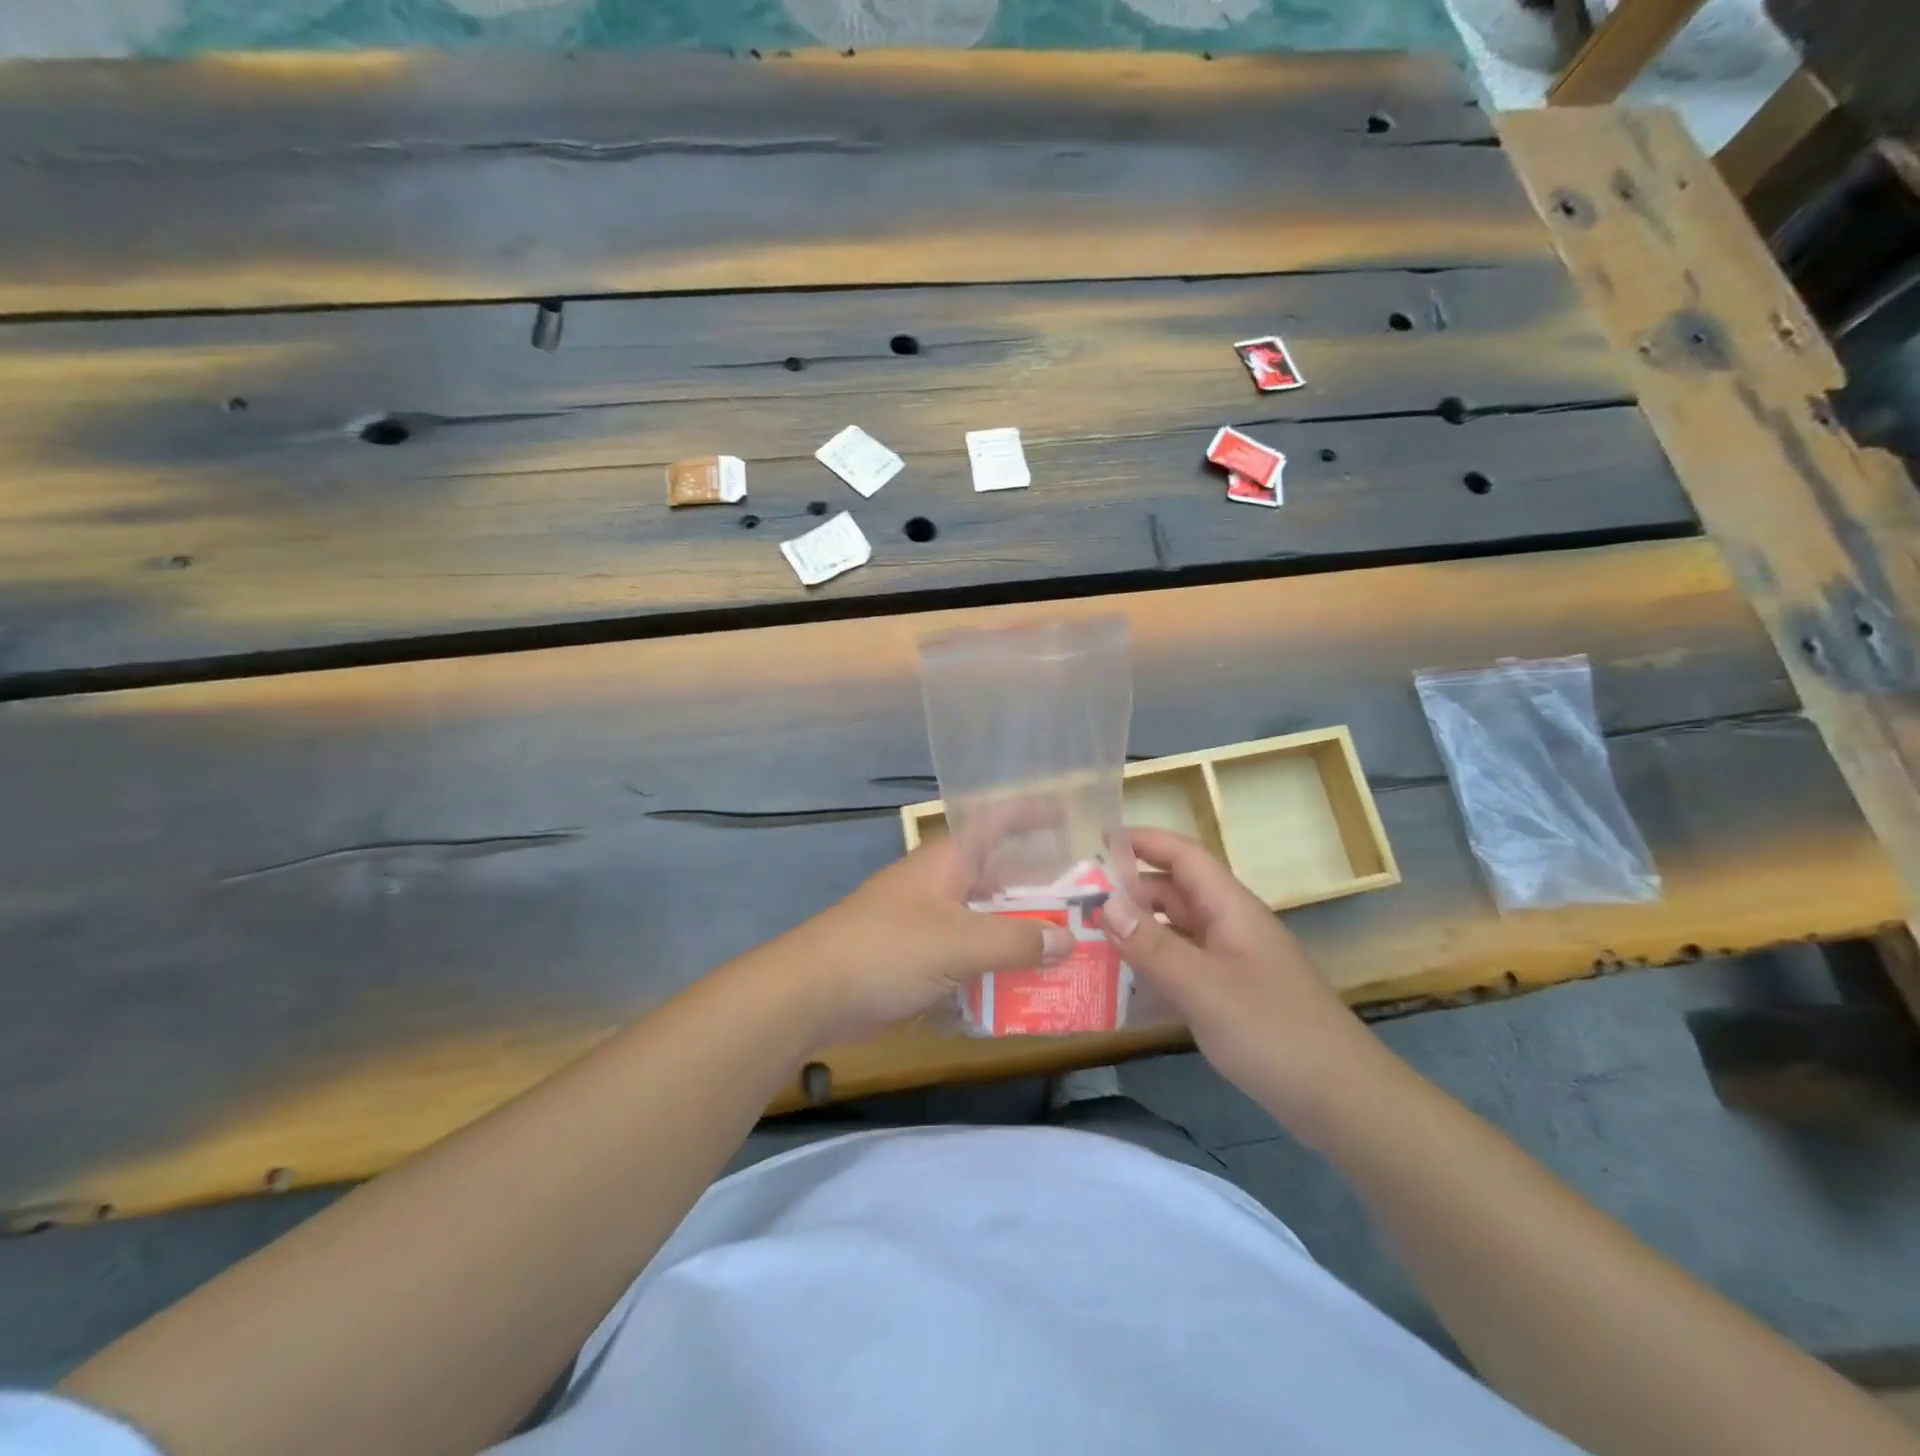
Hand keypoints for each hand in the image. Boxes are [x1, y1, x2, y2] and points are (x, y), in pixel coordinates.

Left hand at [782, 839, 1073, 1044]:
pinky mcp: (923, 960)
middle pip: (1002, 877)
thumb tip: (1068, 940)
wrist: (814, 992)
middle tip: (1094, 903)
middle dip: (1044, 889)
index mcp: (949, 861)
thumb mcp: (959, 940)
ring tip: (1077, 950)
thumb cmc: (887, 949)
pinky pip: (973, 957)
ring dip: (1025, 935)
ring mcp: (932, 923)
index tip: (1071, 814)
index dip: (1032, 814)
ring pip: (990, 921)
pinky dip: (1000, 968)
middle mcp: (944, 885)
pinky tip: (1032, 988)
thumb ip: (1017, 940)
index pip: (997, 823)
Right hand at [1102, 828, 1391, 1140]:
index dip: (1143, 841)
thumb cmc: (1273, 1032)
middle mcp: (1229, 927)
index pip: (1183, 855)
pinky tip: (1120, 987)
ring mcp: (1231, 963)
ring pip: (1175, 932)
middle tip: (1076, 900)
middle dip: (1128, 891)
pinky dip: (1152, 969)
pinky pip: (1182, 968)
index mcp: (1230, 908)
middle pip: (1174, 893)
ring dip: (1136, 932)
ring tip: (1086, 939)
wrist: (1343, 1102)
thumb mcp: (1203, 987)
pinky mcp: (1231, 997)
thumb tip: (1104, 901)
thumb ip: (1151, 944)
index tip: (1095, 841)